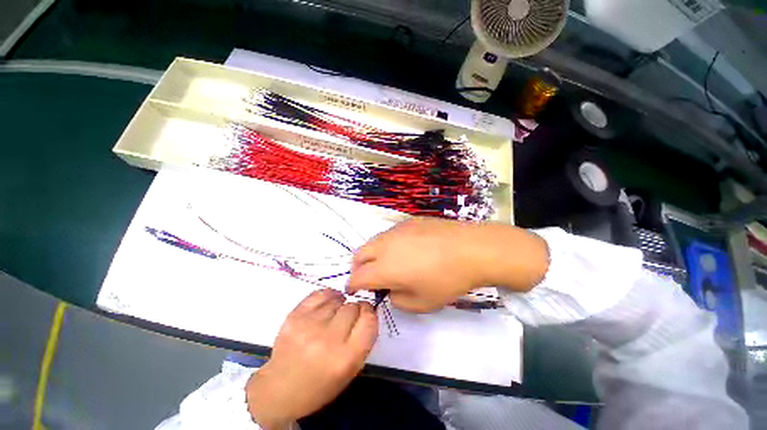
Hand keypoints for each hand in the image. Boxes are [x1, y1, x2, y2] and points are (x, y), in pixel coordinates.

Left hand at [246, 289, 378, 428]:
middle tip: (347, 318)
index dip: (370, 312)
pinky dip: (328, 295)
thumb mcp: (350, 370)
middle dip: (355, 309)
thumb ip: (363, 339)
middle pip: (353, 307)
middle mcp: (328, 340)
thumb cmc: (320, 384)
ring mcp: (309, 326)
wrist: (280, 390)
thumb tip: (368, 309)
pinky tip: (327, 304)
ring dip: (340, 304)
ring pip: (338, 299)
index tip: (365, 313)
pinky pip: (320, 293)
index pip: (369, 321)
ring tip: (334, 314)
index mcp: (346, 358)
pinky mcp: (294, 316)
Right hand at [347, 217, 548, 312]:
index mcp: (384, 267)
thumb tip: (390, 289)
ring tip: (389, 263)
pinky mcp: (408, 222)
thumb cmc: (446, 280)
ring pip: (373, 242)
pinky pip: (389, 234)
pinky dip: (387, 244)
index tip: (355, 291)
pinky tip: (406, 249)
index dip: (352, 286)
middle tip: (370, 278)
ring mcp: (396, 230)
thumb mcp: (421, 303)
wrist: (470, 248)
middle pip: (359, 255)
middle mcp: (384, 245)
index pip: (357, 277)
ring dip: (372, 254)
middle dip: (358, 268)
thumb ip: (396, 299)